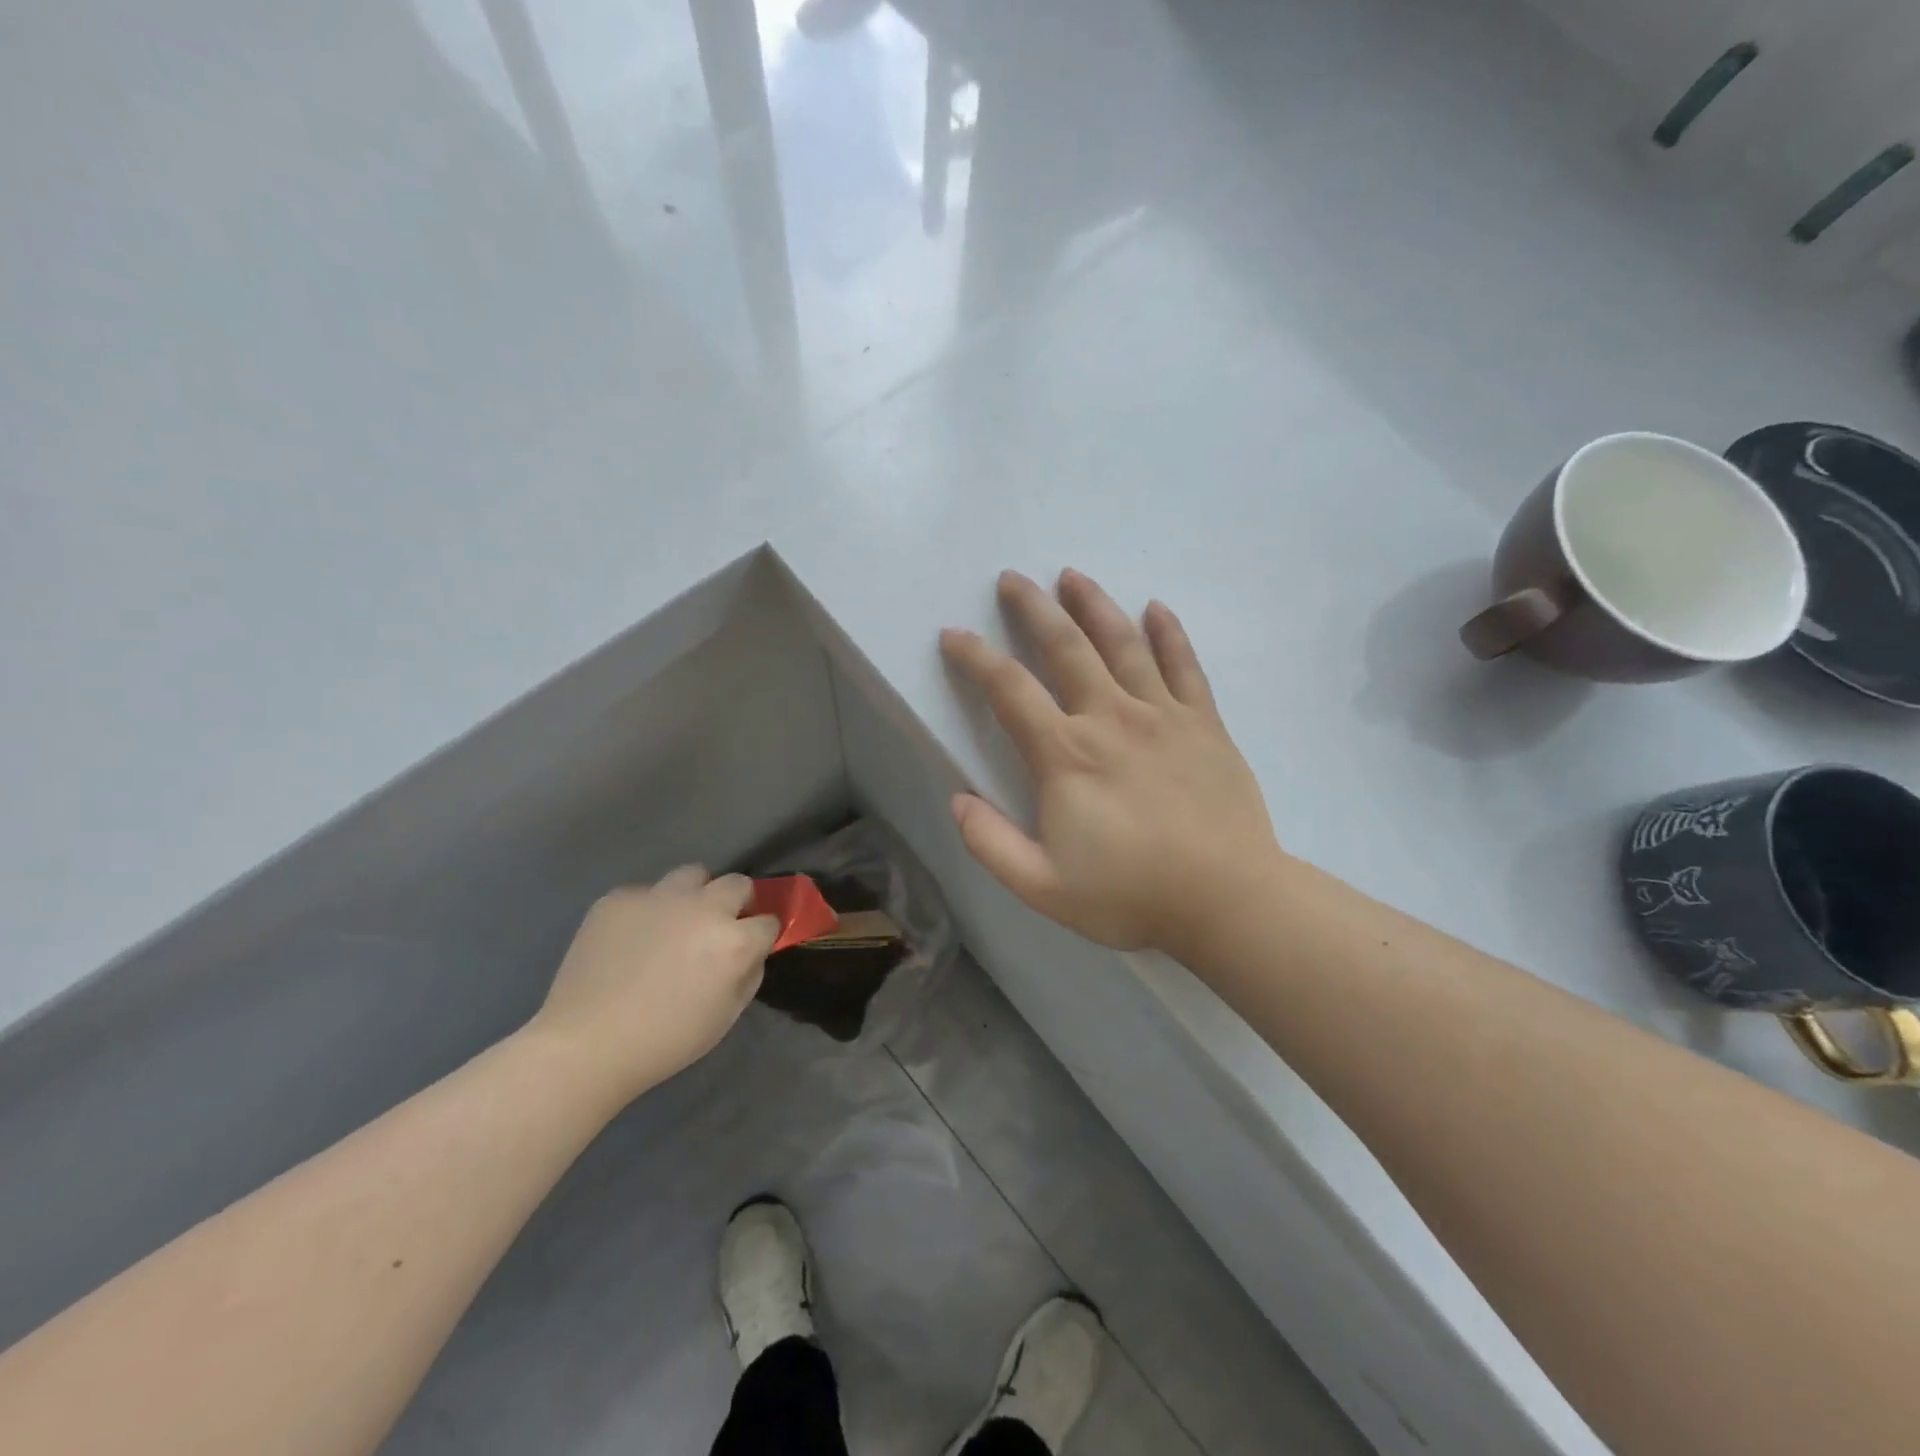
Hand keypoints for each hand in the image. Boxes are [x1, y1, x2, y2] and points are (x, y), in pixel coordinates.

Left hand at [527, 867, 778, 1102]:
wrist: (586, 1044)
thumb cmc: (666, 1040)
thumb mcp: (726, 1016)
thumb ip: (749, 974)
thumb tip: (751, 952)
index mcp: (734, 941)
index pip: (768, 921)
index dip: (761, 936)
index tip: (751, 947)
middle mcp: (703, 908)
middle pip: (738, 884)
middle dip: (737, 902)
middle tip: (719, 927)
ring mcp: (659, 897)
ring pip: (692, 875)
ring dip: (695, 894)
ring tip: (676, 921)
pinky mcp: (620, 898)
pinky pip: (645, 893)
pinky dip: (647, 911)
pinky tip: (631, 939)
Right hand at [941, 569, 1283, 962]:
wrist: (1228, 901)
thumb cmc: (1131, 894)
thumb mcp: (1042, 887)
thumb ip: (991, 843)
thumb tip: (957, 800)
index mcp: (1066, 754)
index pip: (1009, 689)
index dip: (976, 658)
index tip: (954, 634)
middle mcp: (1111, 717)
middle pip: (1066, 647)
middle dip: (1034, 608)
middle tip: (1013, 578)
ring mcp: (1163, 715)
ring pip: (1123, 643)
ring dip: (1094, 605)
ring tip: (1073, 576)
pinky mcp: (1204, 724)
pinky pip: (1185, 666)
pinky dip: (1169, 634)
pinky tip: (1156, 609)